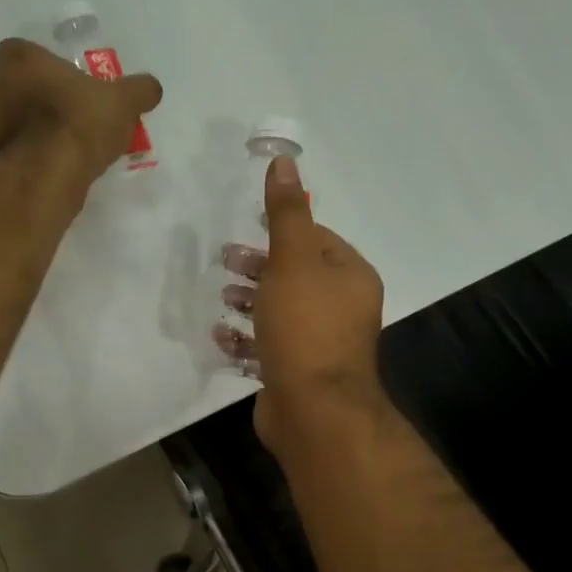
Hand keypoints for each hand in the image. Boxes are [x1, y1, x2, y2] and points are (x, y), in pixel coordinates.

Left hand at [0, 38, 161, 183]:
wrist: (45, 175)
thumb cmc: (79, 122)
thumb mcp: (123, 102)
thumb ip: (138, 90)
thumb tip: (151, 88)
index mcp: (21, 60)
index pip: (20, 50)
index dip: (40, 64)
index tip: (63, 81)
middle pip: (14, 86)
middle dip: (36, 97)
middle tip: (68, 114)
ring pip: (11, 120)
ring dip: (31, 129)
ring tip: (64, 147)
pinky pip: (12, 151)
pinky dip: (28, 157)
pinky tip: (52, 169)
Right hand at [214, 155, 386, 451]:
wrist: (313, 410)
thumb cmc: (305, 326)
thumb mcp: (293, 261)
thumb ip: (286, 213)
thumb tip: (285, 162)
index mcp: (349, 277)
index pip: (316, 240)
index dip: (280, 233)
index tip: (245, 231)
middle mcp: (341, 308)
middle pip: (295, 276)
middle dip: (258, 267)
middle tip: (224, 263)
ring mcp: (319, 343)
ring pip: (280, 311)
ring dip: (249, 301)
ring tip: (222, 297)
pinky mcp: (296, 372)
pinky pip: (268, 346)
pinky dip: (246, 338)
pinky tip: (222, 336)